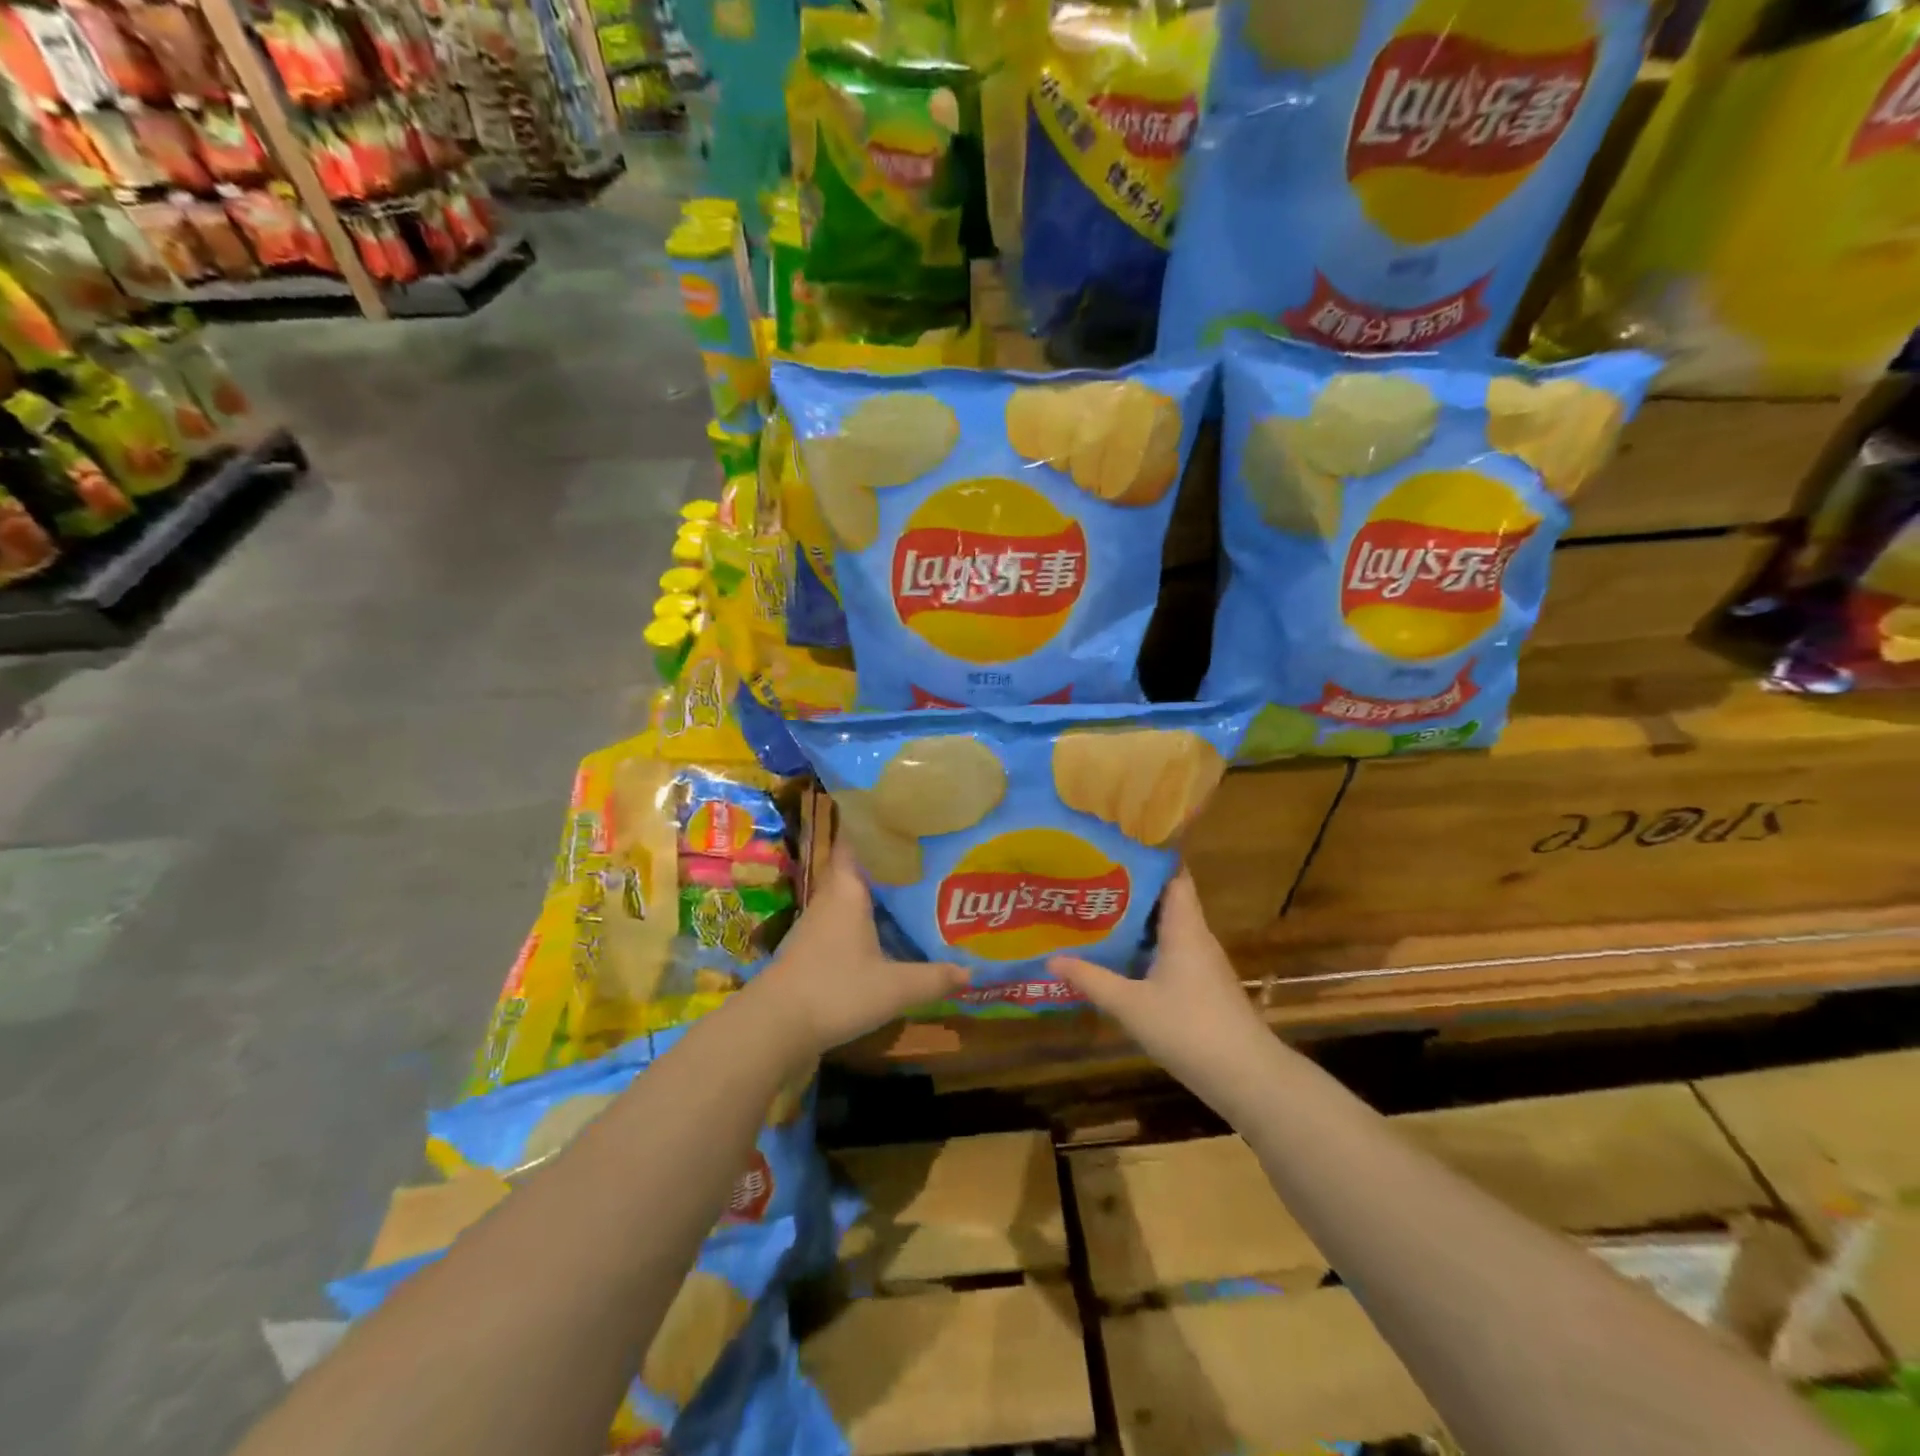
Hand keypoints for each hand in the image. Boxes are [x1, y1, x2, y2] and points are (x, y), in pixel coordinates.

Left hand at [757, 843, 968, 1053]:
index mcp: (848, 891)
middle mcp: (831, 900)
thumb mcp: (894, 988)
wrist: (774, 1027)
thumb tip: (972, 970)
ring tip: (917, 892)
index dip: (876, 827)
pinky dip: (866, 922)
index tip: (906, 818)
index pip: (855, 842)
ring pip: (852, 898)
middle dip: (889, 863)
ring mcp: (817, 925)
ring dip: (878, 895)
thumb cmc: (836, 991)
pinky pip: (845, 923)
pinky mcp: (812, 950)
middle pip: (859, 869)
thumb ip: (934, 978)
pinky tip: (889, 934)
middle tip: (927, 857)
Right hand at [1049, 870, 1268, 1090]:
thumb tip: (1051, 959)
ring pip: (1166, 927)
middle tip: (1089, 877)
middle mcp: (1195, 936)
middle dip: (1129, 887)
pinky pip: (1169, 950)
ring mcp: (1201, 961)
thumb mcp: (1131, 1005)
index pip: (1172, 873)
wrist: (1247, 1077)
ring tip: (1095, 910)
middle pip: (1165, 898)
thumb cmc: (1190, 1029)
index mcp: (1184, 927)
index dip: (1147, 856)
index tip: (1113, 845)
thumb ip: (1091, 980)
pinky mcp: (1201, 985)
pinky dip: (1144, 946)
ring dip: (1135, 919)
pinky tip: (1119, 955)